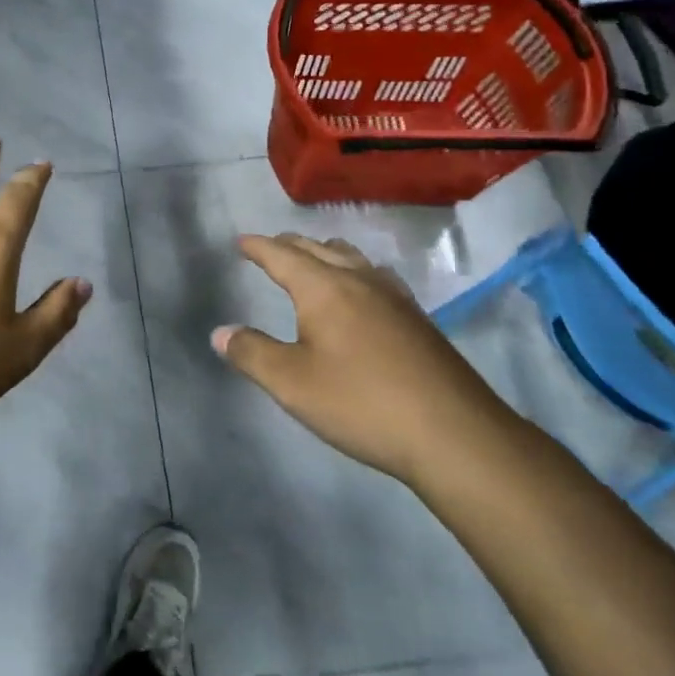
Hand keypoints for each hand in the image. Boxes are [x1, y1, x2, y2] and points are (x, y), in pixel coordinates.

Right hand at [214, 234, 517, 486]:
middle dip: (290, 245)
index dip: (259, 247)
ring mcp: (395, 298)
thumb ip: (252, 354)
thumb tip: (220, 333)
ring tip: (315, 259)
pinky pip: (376, 277)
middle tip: (271, 248)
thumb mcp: (292, 384)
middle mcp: (360, 280)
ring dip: (326, 253)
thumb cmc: (361, 403)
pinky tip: (363, 294)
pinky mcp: (418, 320)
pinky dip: (355, 271)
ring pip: (353, 258)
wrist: (454, 433)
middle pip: (319, 249)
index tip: (242, 241)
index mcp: (324, 288)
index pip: (283, 256)